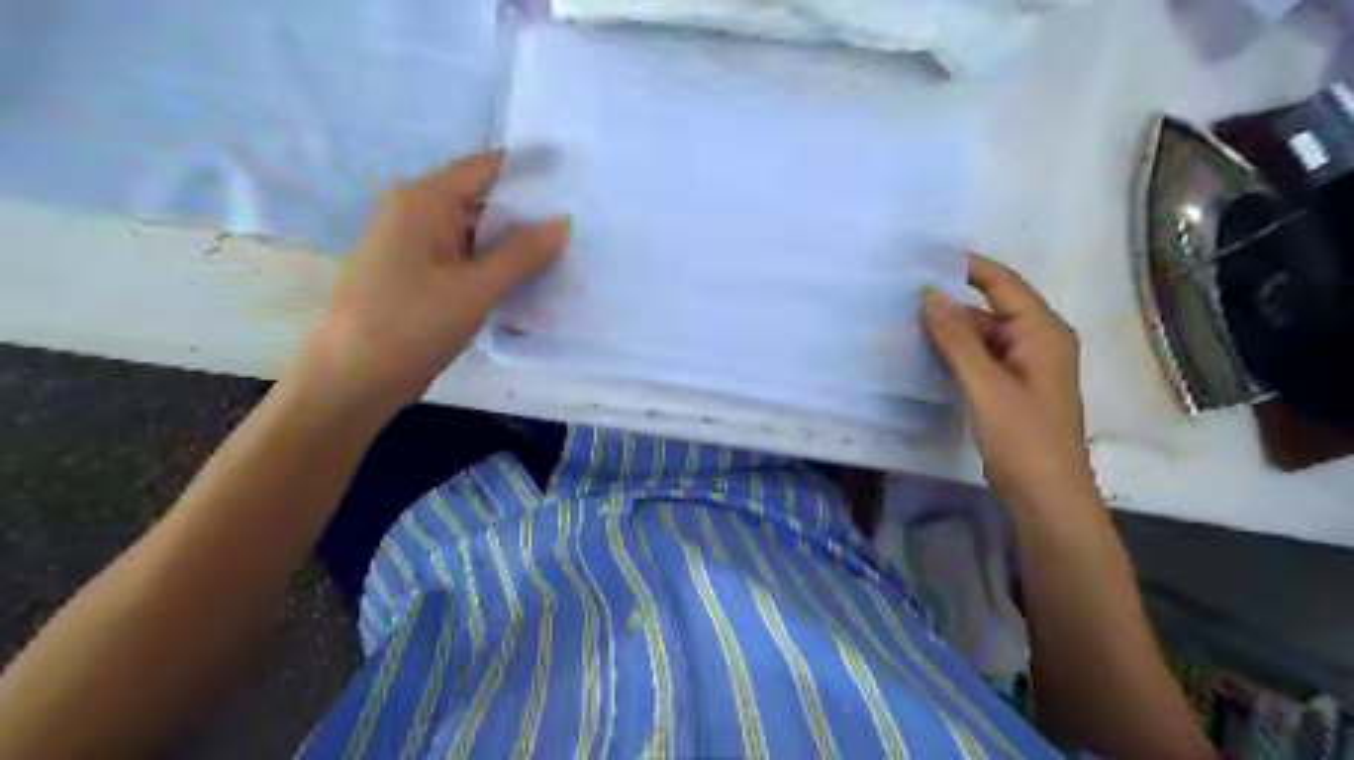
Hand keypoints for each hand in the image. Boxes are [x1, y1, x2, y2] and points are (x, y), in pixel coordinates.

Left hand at [296, 152, 565, 408]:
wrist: (355, 378)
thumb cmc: (413, 325)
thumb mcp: (477, 289)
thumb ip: (522, 253)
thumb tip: (562, 222)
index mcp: (423, 200)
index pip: (485, 167)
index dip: (530, 172)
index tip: (572, 181)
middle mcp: (415, 211)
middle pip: (482, 200)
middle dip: (526, 217)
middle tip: (576, 230)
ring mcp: (414, 244)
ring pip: (475, 234)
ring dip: (512, 247)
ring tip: (562, 258)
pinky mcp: (417, 273)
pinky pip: (464, 258)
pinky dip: (493, 267)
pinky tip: (526, 284)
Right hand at [921, 256, 1097, 515]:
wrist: (1046, 497)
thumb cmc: (1023, 438)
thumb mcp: (986, 385)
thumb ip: (957, 338)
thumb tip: (929, 293)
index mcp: (1042, 332)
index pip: (1002, 283)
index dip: (966, 267)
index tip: (924, 259)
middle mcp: (1036, 341)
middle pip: (988, 310)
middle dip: (948, 307)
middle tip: (901, 303)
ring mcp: (1024, 366)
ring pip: (981, 337)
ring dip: (948, 334)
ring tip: (903, 329)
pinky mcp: (1011, 388)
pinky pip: (980, 359)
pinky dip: (954, 356)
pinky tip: (924, 357)